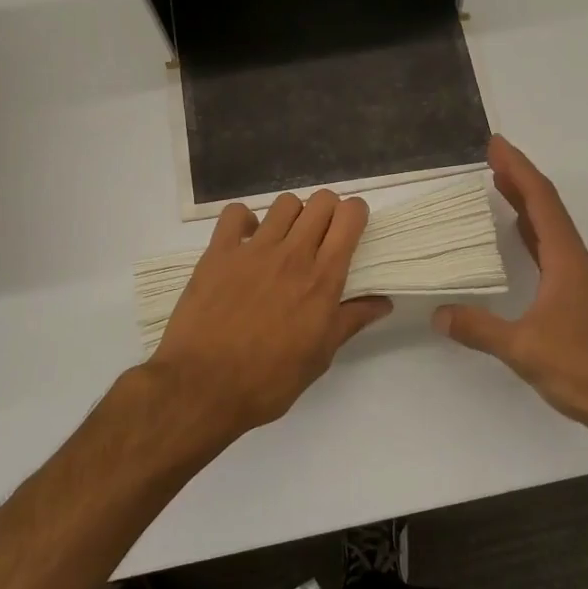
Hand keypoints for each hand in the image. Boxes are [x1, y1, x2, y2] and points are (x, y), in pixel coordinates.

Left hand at [146, 190, 391, 439]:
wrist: (203, 386)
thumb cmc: (269, 380)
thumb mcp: (320, 357)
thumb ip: (351, 321)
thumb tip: (383, 303)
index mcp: (322, 279)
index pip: (349, 218)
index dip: (356, 214)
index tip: (353, 227)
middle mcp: (293, 254)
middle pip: (321, 201)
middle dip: (329, 210)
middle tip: (323, 235)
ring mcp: (253, 249)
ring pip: (285, 203)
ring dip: (293, 214)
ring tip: (286, 238)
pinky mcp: (219, 252)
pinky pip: (235, 213)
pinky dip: (244, 219)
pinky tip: (246, 240)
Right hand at [433, 136, 587, 437]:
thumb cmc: (580, 370)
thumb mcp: (522, 349)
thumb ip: (479, 329)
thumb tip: (439, 315)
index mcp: (567, 262)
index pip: (541, 202)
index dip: (519, 170)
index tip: (496, 146)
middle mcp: (576, 262)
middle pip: (548, 207)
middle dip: (520, 178)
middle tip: (492, 157)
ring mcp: (580, 279)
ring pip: (551, 228)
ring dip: (526, 203)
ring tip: (499, 185)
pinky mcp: (578, 296)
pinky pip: (551, 249)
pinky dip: (532, 232)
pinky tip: (518, 235)